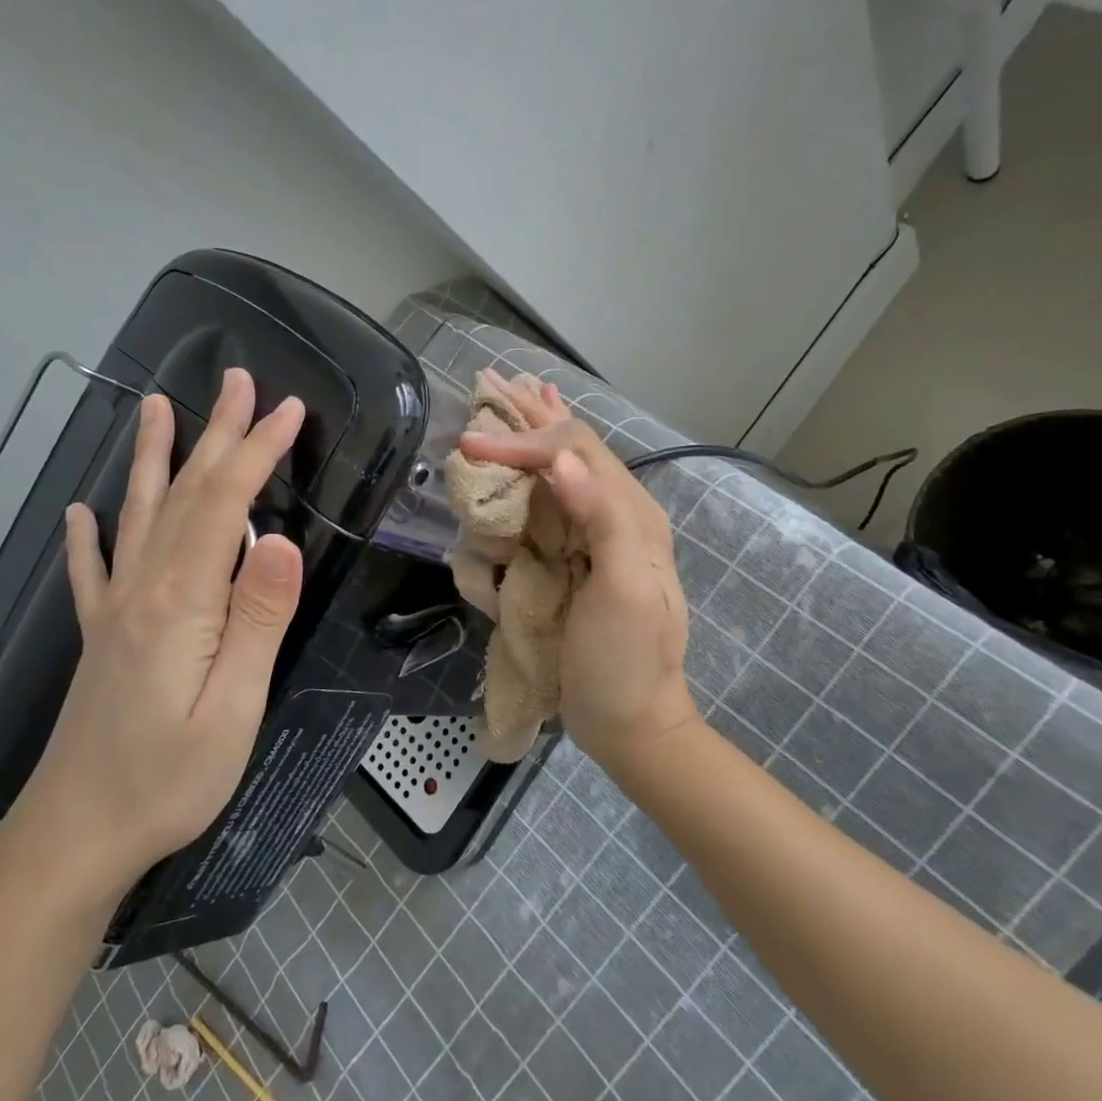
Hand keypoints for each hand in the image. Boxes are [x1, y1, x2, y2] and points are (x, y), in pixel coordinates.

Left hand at [12, 369, 305, 894]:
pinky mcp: (100, 637)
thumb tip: (284, 541)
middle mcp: (142, 589)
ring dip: (155, 458)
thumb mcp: (234, 708)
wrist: (76, 835)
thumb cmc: (169, 779)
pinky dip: (89, 534)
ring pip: (139, 515)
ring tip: (155, 407)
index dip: (257, 452)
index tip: (288, 410)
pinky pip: (92, 570)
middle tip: (237, 380)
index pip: (226, 506)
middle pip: (185, 494)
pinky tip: (80, 513)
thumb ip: (258, 620)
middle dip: (216, 434)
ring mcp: (115, 610)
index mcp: (181, 601)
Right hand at [457, 373, 697, 771]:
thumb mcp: (625, 594)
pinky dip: (536, 467)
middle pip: (573, 446)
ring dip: (536, 430)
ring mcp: (598, 534)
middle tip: (493, 379)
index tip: (470, 444)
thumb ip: (601, 521)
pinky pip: (554, 498)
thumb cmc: (625, 661)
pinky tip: (527, 458)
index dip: (523, 439)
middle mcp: (617, 512)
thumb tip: (562, 460)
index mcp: (631, 514)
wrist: (631, 721)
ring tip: (515, 396)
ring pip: (564, 466)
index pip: (574, 453)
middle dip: (532, 413)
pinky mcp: (579, 557)